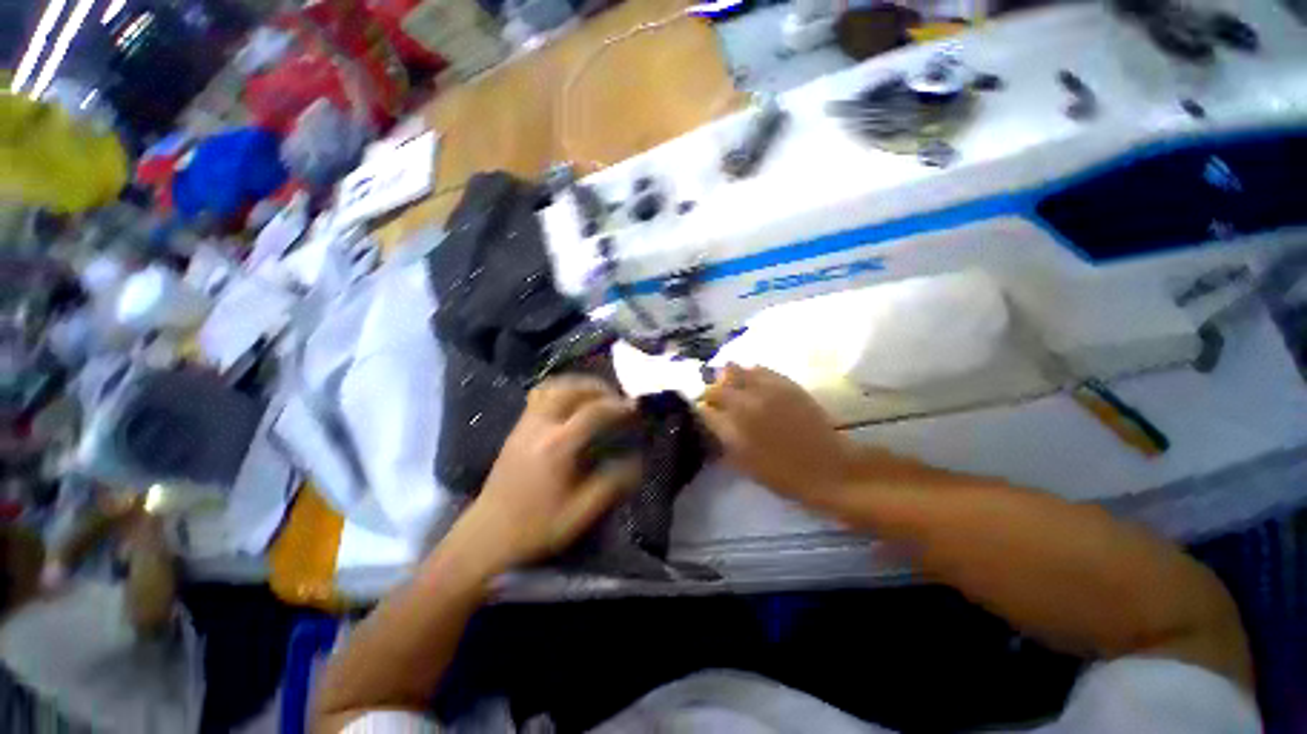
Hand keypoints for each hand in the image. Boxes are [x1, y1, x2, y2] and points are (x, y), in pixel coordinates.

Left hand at [447, 377, 640, 574]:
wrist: (487, 534)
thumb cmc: (535, 526)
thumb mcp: (580, 513)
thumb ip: (612, 484)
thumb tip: (636, 461)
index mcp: (557, 446)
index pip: (593, 411)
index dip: (618, 406)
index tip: (634, 408)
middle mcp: (540, 426)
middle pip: (572, 388)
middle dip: (599, 388)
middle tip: (617, 399)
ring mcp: (526, 423)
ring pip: (554, 386)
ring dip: (580, 385)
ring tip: (597, 397)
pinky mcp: (518, 427)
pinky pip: (541, 394)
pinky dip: (561, 390)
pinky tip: (571, 403)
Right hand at [700, 365, 855, 505]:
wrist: (827, 467)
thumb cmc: (783, 475)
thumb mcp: (744, 465)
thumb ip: (723, 442)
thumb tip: (711, 425)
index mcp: (732, 429)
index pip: (703, 410)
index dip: (701, 411)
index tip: (704, 414)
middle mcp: (743, 404)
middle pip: (714, 388)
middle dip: (710, 394)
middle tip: (715, 400)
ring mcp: (764, 389)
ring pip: (733, 370)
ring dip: (727, 378)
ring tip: (732, 385)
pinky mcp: (783, 382)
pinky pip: (758, 368)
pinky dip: (749, 373)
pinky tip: (752, 380)